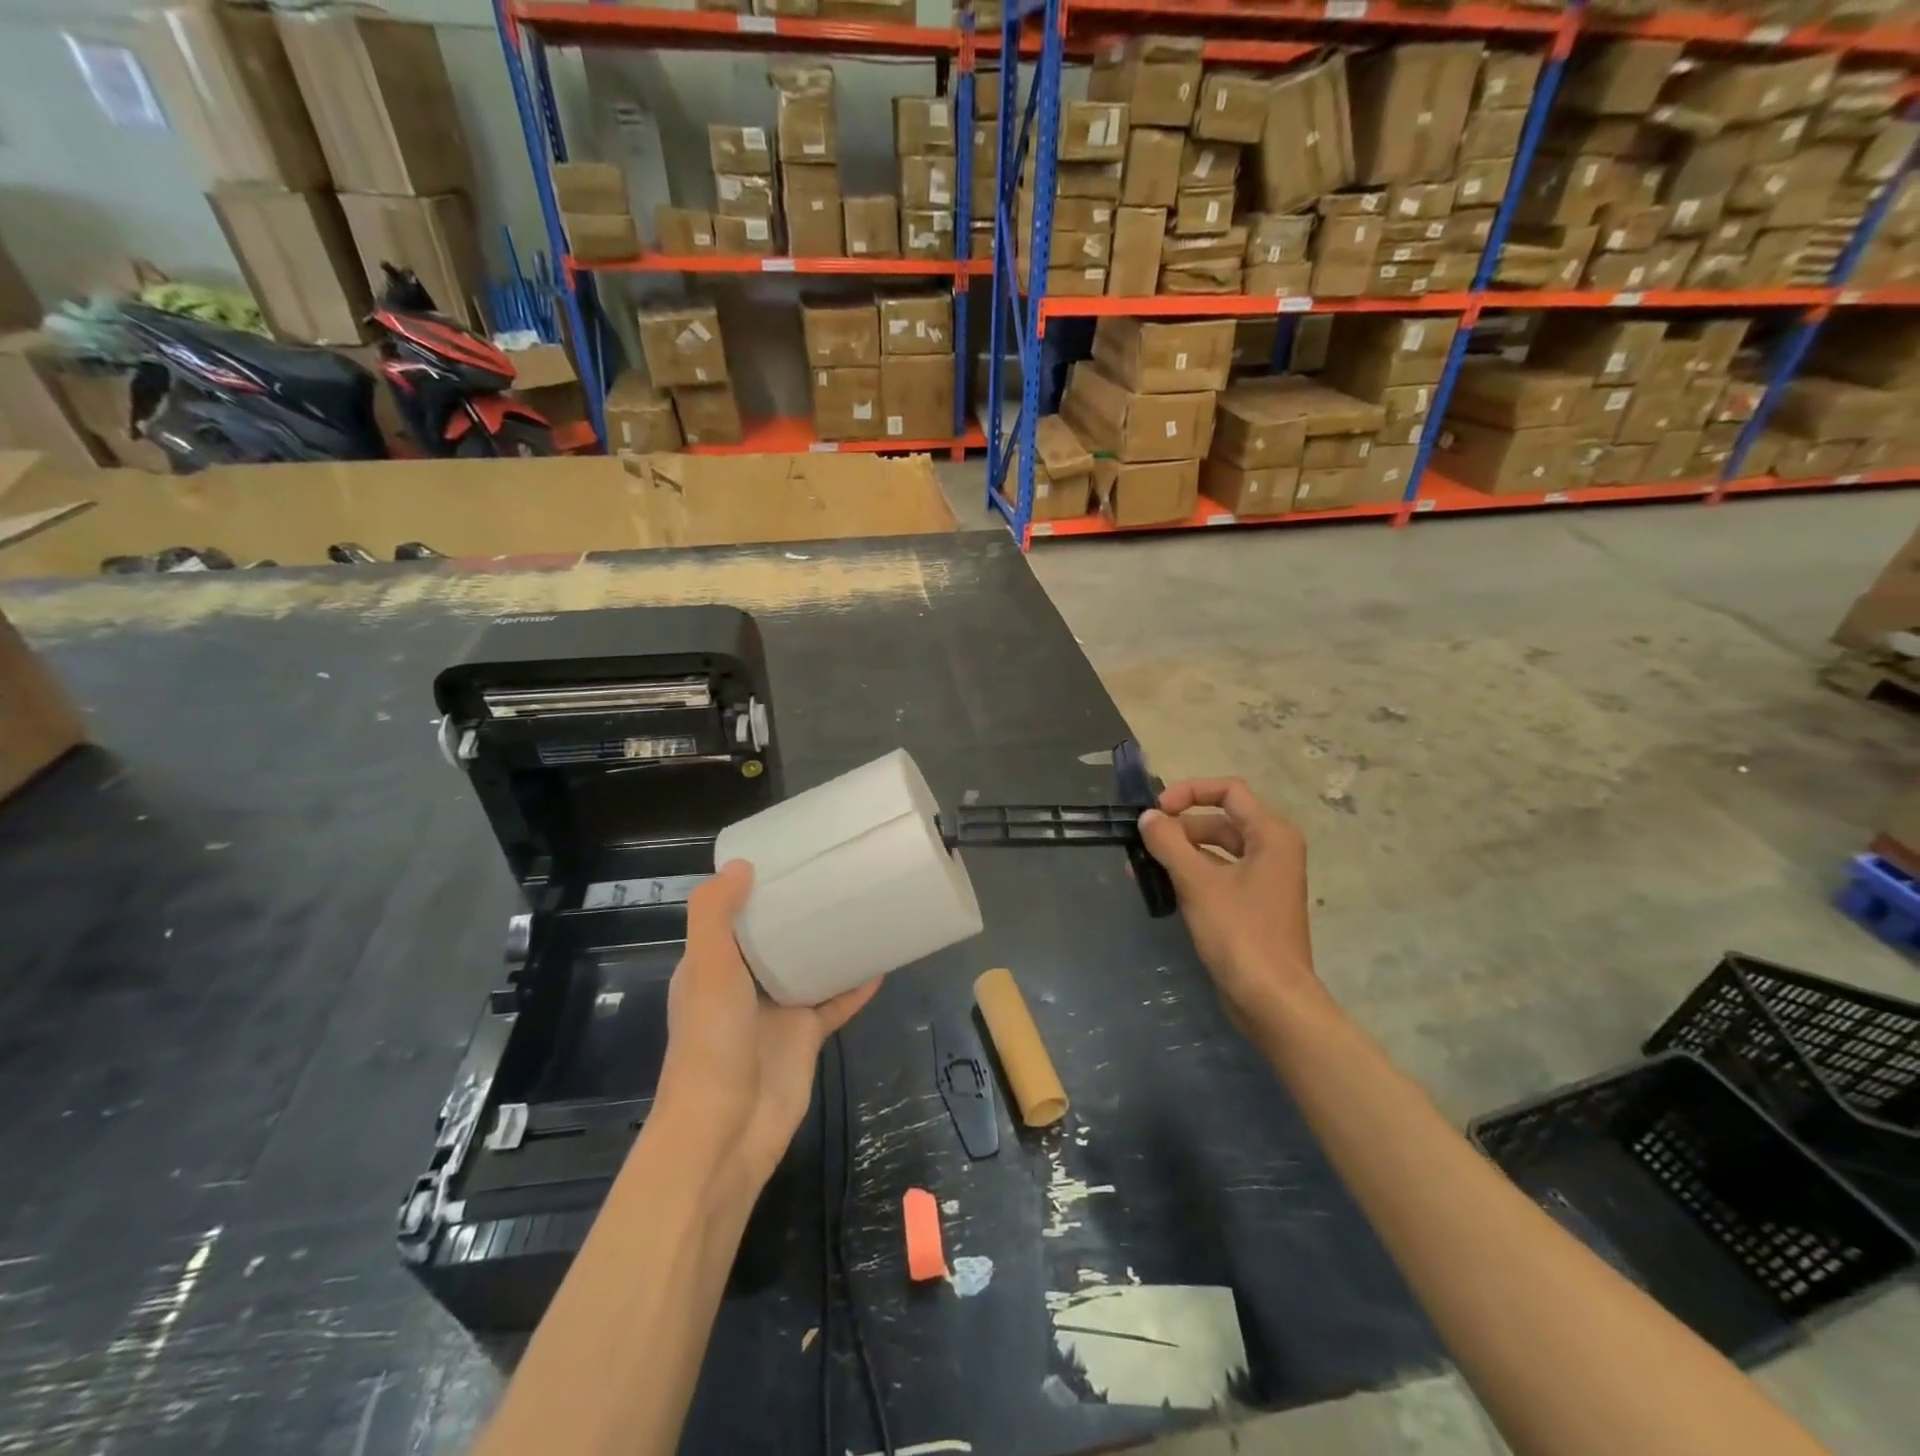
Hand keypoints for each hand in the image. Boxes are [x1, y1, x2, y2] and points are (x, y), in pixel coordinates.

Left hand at [656, 861, 879, 1194]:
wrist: (726, 1130)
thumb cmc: (711, 1042)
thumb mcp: (707, 968)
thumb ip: (715, 914)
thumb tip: (741, 865)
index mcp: (712, 966)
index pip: (732, 918)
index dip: (754, 890)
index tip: (787, 859)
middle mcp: (743, 985)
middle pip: (775, 940)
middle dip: (799, 914)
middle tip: (834, 876)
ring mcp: (776, 1012)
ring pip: (809, 968)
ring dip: (830, 945)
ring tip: (862, 908)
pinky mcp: (806, 1037)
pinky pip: (835, 1002)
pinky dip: (855, 985)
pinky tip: (881, 962)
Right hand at [1138, 779, 1322, 1033]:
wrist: (1270, 999)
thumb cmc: (1239, 932)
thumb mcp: (1197, 882)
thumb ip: (1168, 842)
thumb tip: (1147, 818)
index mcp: (1270, 834)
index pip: (1228, 791)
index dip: (1189, 792)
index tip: (1157, 811)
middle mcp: (1272, 850)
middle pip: (1219, 820)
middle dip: (1178, 827)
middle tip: (1141, 842)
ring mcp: (1263, 879)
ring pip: (1215, 850)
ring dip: (1178, 852)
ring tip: (1139, 866)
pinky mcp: (1251, 905)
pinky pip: (1217, 875)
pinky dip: (1189, 874)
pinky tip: (1158, 886)